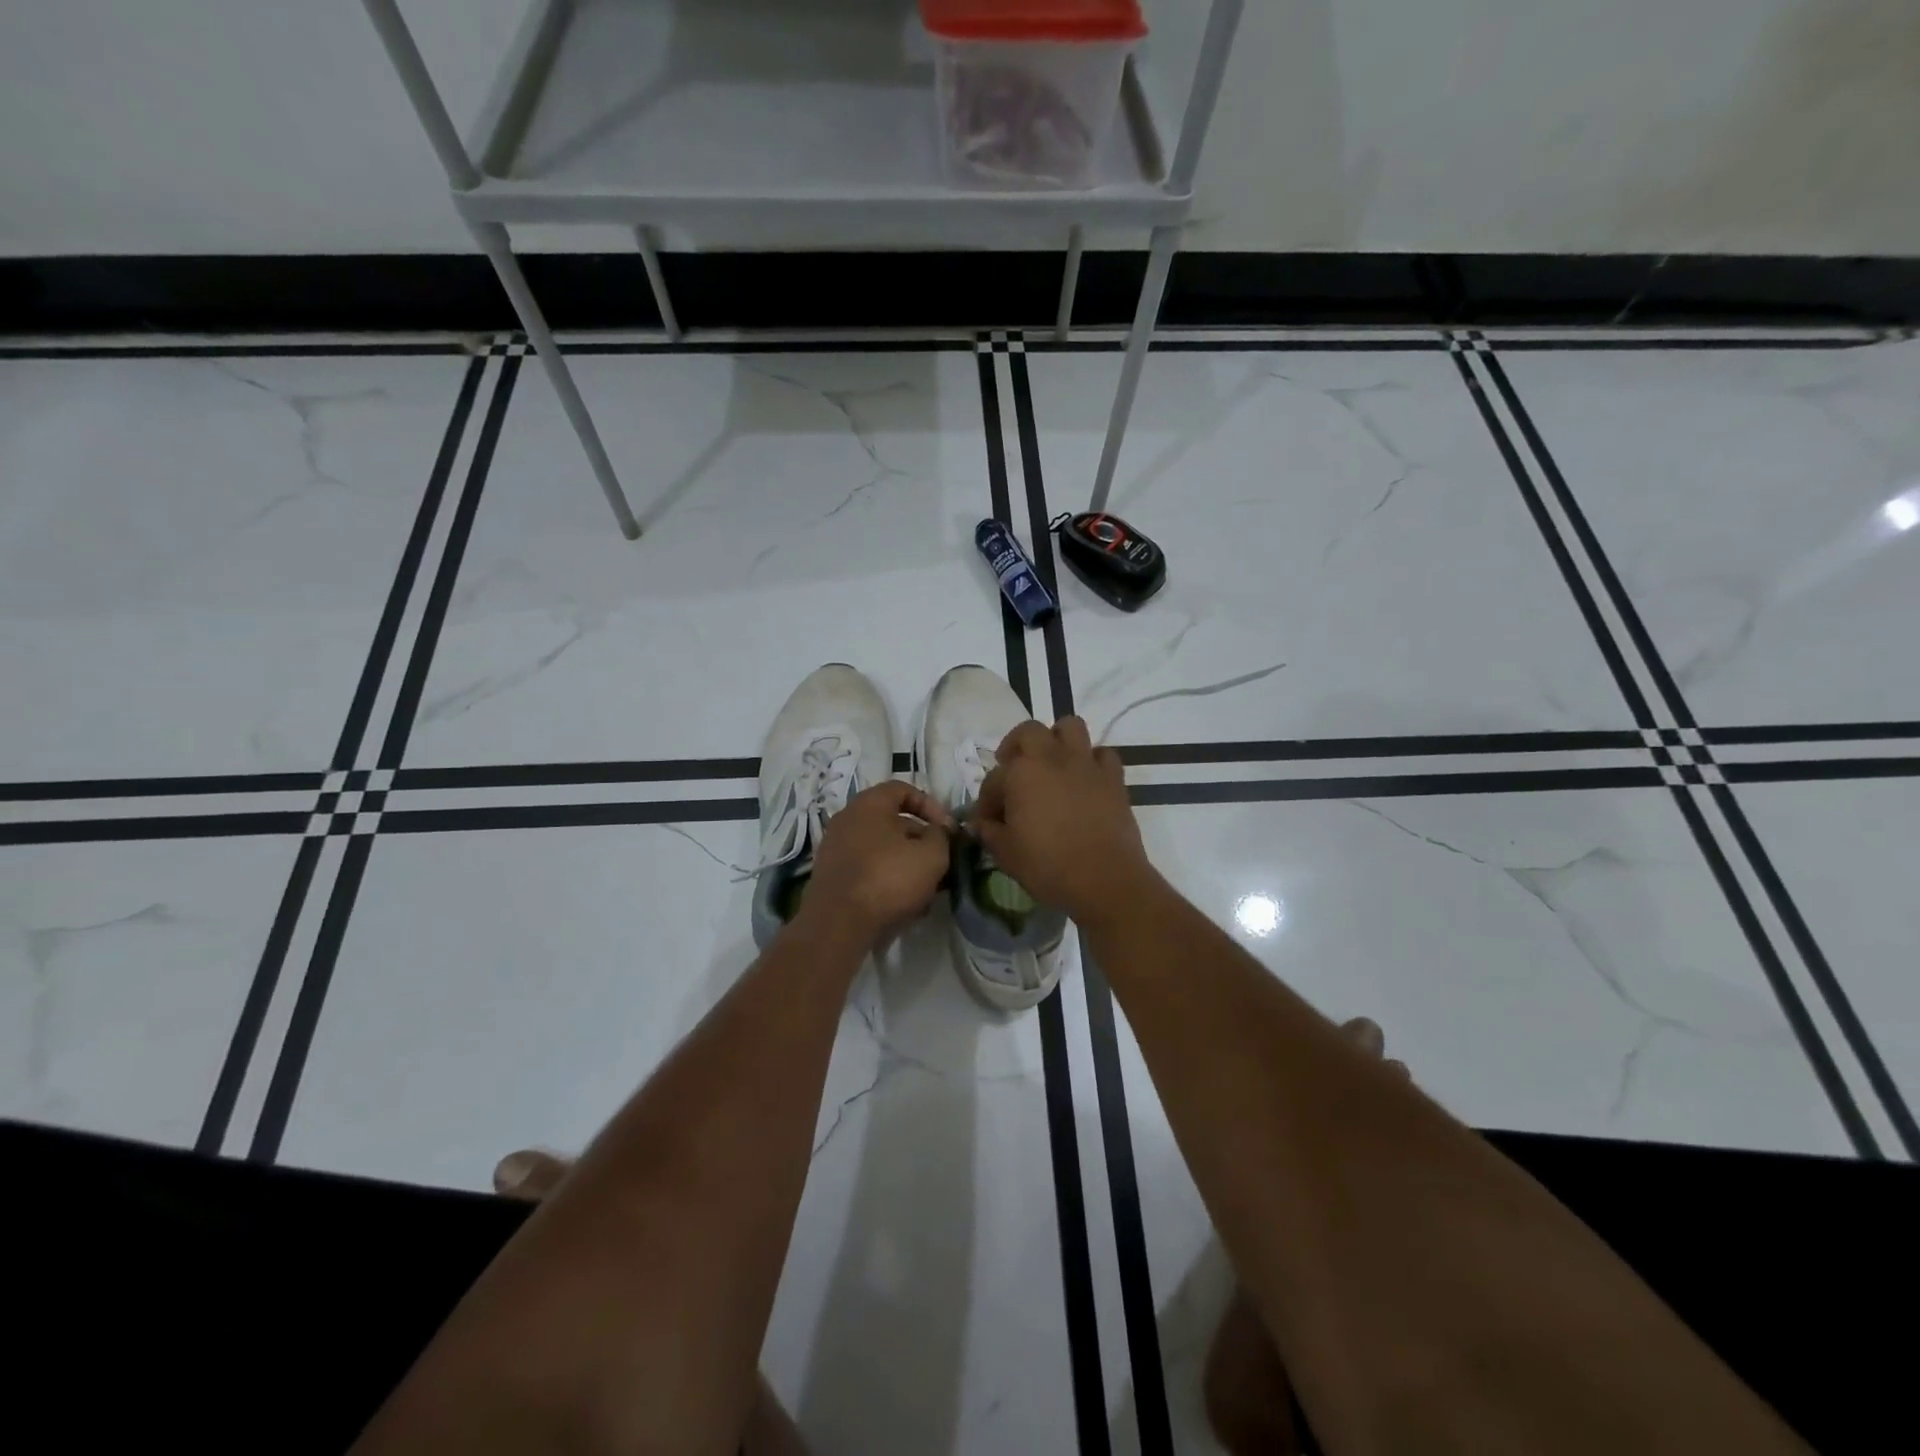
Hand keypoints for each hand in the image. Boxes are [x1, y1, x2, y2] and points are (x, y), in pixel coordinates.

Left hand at [802, 780, 953, 942]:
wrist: (838, 923)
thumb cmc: (889, 878)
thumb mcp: (931, 855)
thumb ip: (941, 836)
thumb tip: (938, 831)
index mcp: (869, 804)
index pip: (903, 789)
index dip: (930, 805)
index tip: (947, 829)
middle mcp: (847, 819)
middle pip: (892, 821)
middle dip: (920, 840)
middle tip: (940, 861)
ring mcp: (835, 849)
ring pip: (881, 848)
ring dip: (906, 863)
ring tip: (927, 888)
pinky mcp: (831, 877)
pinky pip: (867, 869)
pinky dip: (887, 879)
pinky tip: (905, 904)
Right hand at [974, 716, 1154, 921]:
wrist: (1105, 880)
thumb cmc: (1048, 867)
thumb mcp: (1006, 854)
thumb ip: (989, 832)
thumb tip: (981, 823)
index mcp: (1021, 773)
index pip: (994, 778)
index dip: (986, 800)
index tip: (988, 821)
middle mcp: (1052, 758)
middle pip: (1029, 732)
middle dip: (1016, 746)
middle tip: (1013, 770)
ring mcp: (1086, 764)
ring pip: (1070, 726)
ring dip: (1057, 739)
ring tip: (1051, 763)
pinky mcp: (1113, 778)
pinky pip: (1102, 754)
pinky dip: (1092, 761)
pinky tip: (1085, 779)